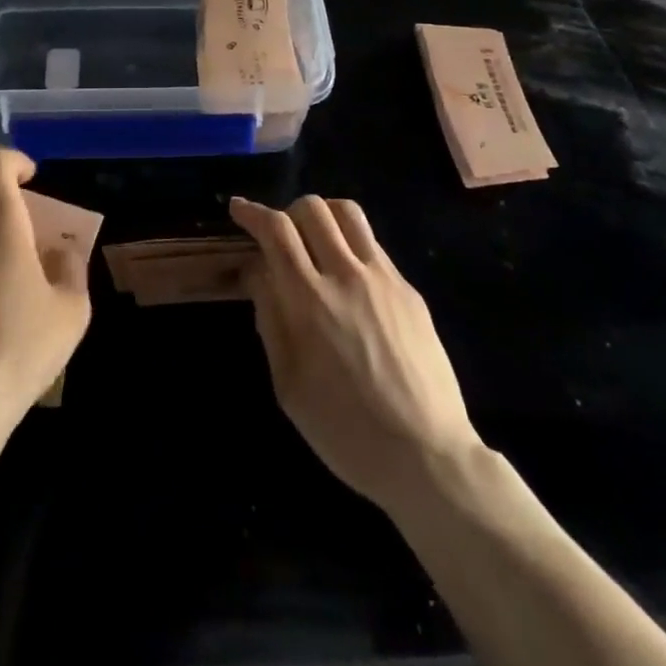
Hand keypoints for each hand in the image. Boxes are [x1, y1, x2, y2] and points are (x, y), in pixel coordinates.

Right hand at [230, 195, 482, 516]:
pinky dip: (350, 243)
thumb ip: (270, 319)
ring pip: (348, 213)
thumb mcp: (288, 385)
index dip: (253, 213)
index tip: (238, 209)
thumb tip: (256, 272)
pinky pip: (373, 245)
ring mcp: (383, 278)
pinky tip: (348, 276)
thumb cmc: (346, 431)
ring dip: (322, 215)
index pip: (276, 230)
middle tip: (278, 236)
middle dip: (286, 212)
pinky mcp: (409, 289)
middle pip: (312, 208)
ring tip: (314, 239)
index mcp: (310, 300)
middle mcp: (346, 275)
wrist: (427, 456)